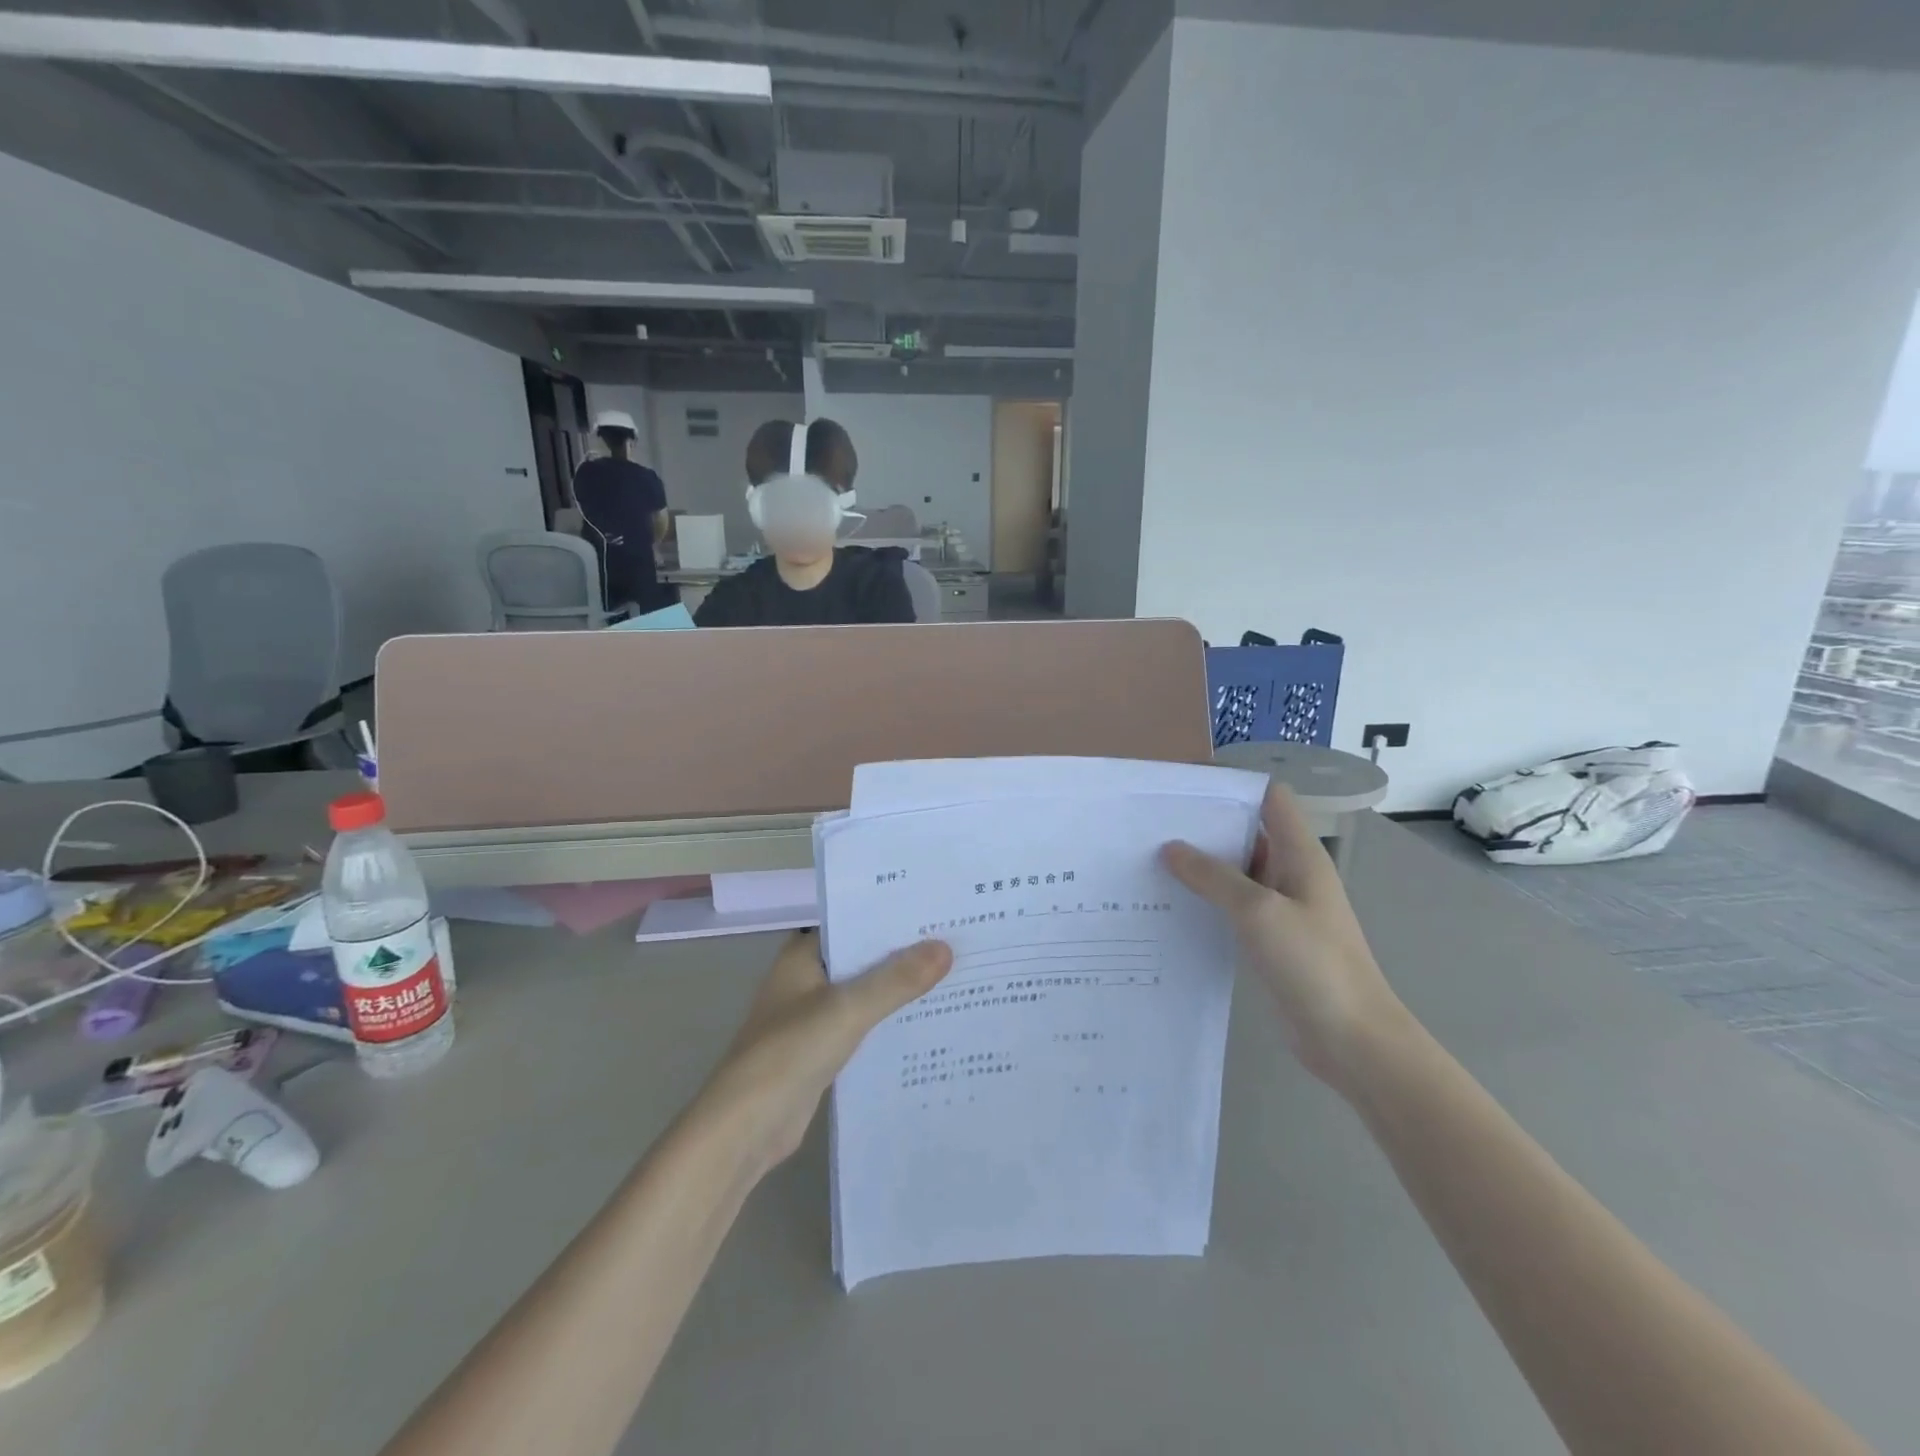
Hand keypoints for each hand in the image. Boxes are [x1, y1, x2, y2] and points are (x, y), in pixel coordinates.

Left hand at [695, 930, 951, 1179]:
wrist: (745, 1128)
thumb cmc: (790, 1052)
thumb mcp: (848, 1009)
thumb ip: (896, 980)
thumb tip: (945, 948)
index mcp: (802, 956)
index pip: (853, 923)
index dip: (891, 918)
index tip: (936, 911)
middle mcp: (805, 980)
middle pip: (862, 959)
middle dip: (902, 954)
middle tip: (956, 942)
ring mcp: (811, 1017)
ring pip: (864, 994)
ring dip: (897, 991)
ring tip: (953, 977)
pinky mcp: (820, 1051)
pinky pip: (862, 1027)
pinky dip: (887, 1024)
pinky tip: (925, 1023)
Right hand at [1163, 785, 1405, 1085]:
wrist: (1352, 1039)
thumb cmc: (1313, 964)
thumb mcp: (1258, 912)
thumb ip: (1213, 876)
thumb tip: (1171, 847)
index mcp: (1300, 855)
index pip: (1270, 799)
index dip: (1233, 786)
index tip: (1185, 787)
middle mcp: (1291, 874)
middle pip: (1248, 832)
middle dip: (1206, 825)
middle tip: (1153, 824)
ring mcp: (1281, 908)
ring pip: (1237, 872)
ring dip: (1202, 865)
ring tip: (1151, 859)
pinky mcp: (1270, 939)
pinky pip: (1234, 907)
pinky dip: (1207, 899)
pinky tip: (1172, 904)